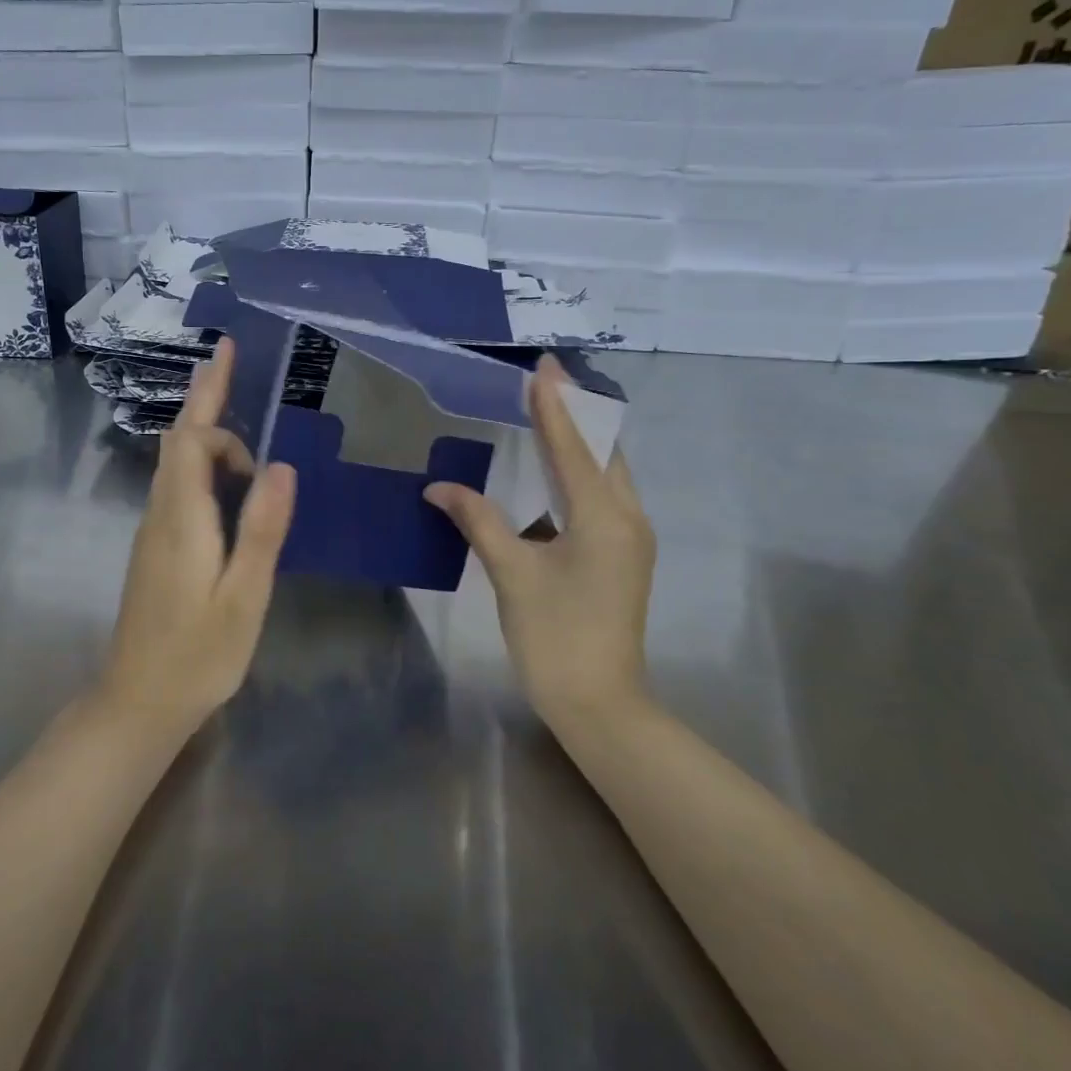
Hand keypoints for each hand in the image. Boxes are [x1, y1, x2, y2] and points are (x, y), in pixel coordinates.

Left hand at [102, 338, 296, 732]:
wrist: (139, 701)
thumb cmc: (199, 653)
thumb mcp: (243, 596)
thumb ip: (261, 529)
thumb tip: (283, 466)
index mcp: (181, 517)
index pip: (192, 438)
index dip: (214, 404)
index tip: (232, 369)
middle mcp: (161, 513)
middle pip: (180, 441)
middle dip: (206, 398)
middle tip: (230, 360)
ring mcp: (154, 530)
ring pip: (177, 464)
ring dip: (208, 435)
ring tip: (241, 423)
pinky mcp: (157, 547)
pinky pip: (180, 487)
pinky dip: (205, 466)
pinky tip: (231, 482)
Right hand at [424, 355, 656, 731]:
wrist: (600, 704)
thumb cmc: (555, 636)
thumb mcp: (512, 573)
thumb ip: (478, 521)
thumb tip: (439, 487)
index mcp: (603, 516)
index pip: (574, 446)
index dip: (554, 405)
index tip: (542, 367)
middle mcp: (627, 517)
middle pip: (604, 449)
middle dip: (576, 412)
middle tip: (545, 380)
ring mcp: (631, 537)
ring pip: (608, 472)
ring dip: (580, 440)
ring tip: (549, 411)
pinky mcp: (623, 554)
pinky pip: (604, 495)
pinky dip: (580, 472)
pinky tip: (554, 468)